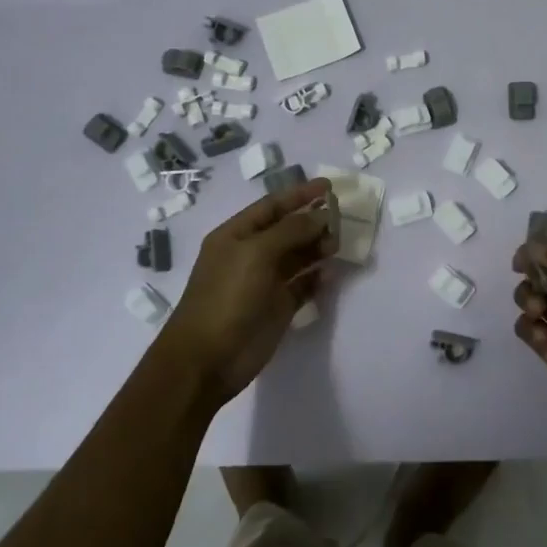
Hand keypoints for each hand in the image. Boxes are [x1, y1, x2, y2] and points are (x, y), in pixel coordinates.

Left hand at [158, 179, 335, 405]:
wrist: (207, 359)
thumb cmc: (227, 297)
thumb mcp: (256, 253)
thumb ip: (291, 230)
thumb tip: (321, 215)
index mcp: (236, 235)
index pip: (272, 206)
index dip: (299, 194)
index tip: (329, 186)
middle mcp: (251, 254)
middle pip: (287, 229)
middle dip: (312, 221)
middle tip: (340, 218)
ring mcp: (265, 282)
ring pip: (298, 256)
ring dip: (317, 247)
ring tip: (336, 245)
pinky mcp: (277, 308)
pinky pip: (302, 286)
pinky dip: (317, 278)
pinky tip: (330, 274)